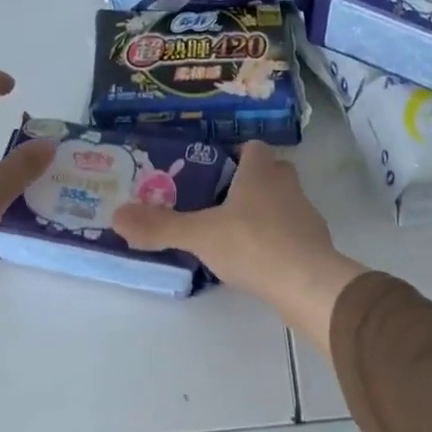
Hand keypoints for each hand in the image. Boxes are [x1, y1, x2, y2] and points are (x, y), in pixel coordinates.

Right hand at [113, 142, 364, 352]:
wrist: (307, 283)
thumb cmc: (253, 244)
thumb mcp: (199, 235)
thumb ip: (160, 226)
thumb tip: (116, 216)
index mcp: (261, 172)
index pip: (253, 148)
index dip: (236, 154)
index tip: (214, 169)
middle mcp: (287, 186)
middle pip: (271, 172)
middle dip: (250, 181)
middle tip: (219, 200)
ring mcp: (306, 215)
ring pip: (284, 202)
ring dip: (264, 211)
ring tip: (234, 232)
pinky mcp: (315, 244)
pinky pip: (292, 233)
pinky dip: (276, 239)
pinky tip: (257, 259)